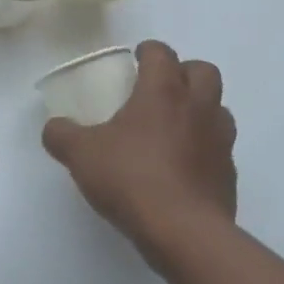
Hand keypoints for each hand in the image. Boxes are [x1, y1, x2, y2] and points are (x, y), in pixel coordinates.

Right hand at [41, 40, 237, 273]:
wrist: (183, 232)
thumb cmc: (131, 178)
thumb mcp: (80, 154)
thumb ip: (62, 135)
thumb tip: (54, 128)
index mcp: (162, 92)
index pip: (162, 53)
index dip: (148, 50)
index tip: (135, 59)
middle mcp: (197, 108)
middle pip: (204, 71)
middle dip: (183, 71)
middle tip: (159, 86)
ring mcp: (220, 141)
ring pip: (218, 108)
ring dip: (199, 107)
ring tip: (172, 125)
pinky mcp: (228, 174)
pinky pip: (220, 146)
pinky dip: (203, 145)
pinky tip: (180, 164)